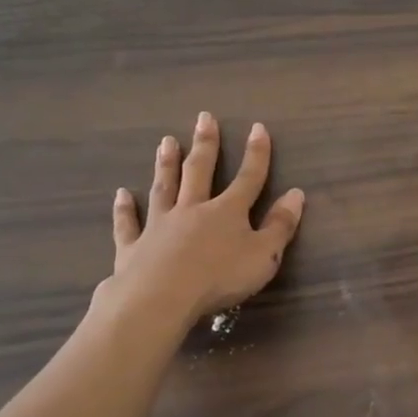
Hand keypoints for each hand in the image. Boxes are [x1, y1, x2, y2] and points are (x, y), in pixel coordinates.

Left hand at [98, 112, 305, 325]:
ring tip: (166, 141)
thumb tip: (296, 194)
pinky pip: (129, 223)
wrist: (161, 298)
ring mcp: (160, 225)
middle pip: (199, 172)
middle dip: (205, 144)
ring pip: (165, 188)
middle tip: (204, 118)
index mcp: (227, 212)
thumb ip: (280, 225)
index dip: (256, 153)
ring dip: (166, 164)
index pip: (248, 177)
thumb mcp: (264, 255)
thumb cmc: (220, 278)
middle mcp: (192, 209)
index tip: (257, 128)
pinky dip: (124, 209)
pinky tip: (121, 194)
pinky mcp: (133, 247)